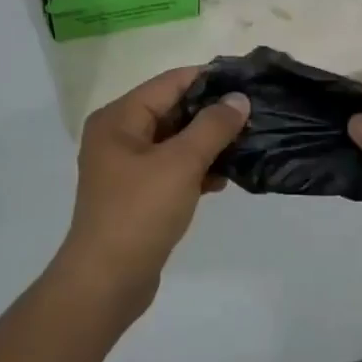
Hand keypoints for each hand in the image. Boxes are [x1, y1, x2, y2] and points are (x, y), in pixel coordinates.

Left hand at [54, 67, 249, 318]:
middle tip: (254, 116)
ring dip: (207, 144)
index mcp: (119, 118)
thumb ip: (213, 127)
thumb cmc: (140, 212)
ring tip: (246, 145)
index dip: (209, 79)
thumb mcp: (181, 163)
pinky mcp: (137, 193)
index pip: (170, 83)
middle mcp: (118, 135)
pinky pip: (171, 168)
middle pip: (172, 110)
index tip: (248, 82)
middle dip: (211, 114)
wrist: (107, 282)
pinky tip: (223, 179)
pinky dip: (196, 169)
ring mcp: (126, 166)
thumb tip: (239, 99)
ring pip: (175, 141)